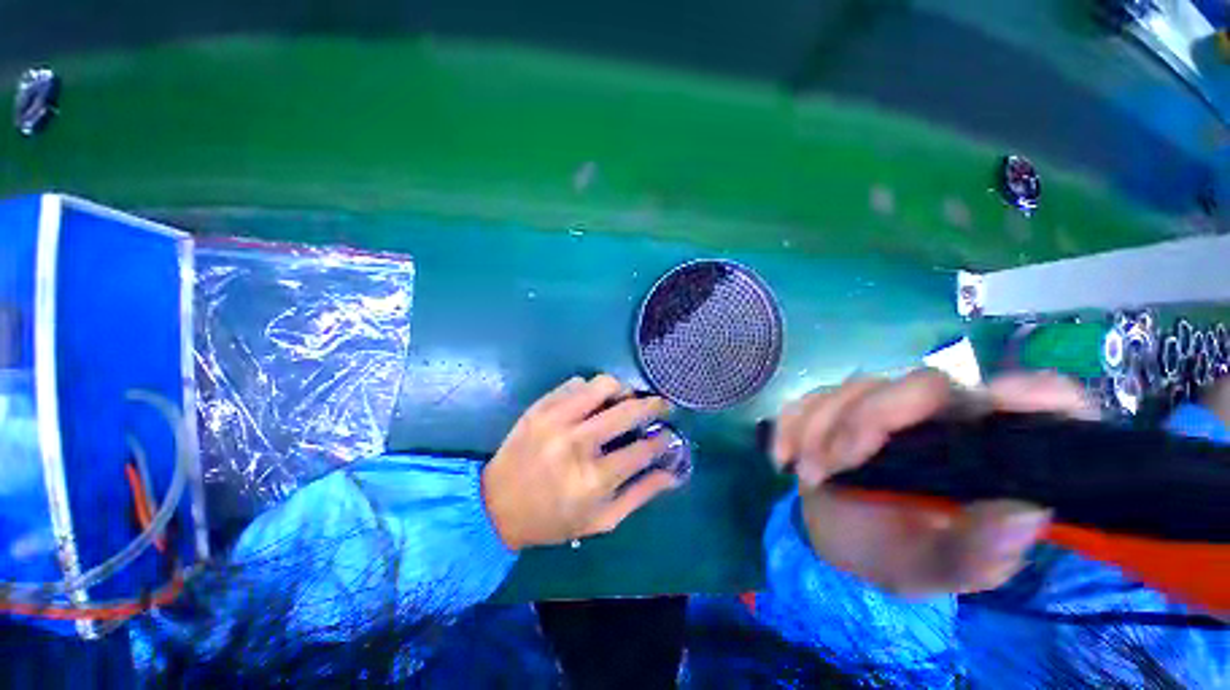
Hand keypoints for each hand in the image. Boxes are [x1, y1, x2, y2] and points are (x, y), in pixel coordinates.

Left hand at [482, 375, 680, 549]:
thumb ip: (641, 495)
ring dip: (622, 390)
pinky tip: (592, 403)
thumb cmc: (553, 519)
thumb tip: (673, 473)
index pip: (643, 449)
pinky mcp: (540, 406)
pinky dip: (591, 389)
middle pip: (627, 410)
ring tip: (625, 400)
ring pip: (603, 385)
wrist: (496, 506)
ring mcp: (556, 419)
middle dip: (654, 404)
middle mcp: (577, 443)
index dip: (663, 439)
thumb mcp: (601, 520)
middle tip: (661, 405)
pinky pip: (575, 383)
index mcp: (593, 479)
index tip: (669, 433)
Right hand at [771, 369, 1094, 595]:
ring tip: (809, 475)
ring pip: (854, 388)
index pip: (1044, 402)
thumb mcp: (938, 568)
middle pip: (920, 384)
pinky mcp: (838, 405)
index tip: (1001, 403)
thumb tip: (1022, 513)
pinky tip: (784, 457)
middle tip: (830, 467)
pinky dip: (790, 424)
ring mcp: (885, 405)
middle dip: (865, 420)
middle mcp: (944, 416)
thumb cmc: (898, 553)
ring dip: (819, 428)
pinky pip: (809, 398)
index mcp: (991, 452)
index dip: (1036, 393)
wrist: (840, 538)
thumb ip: (979, 551)